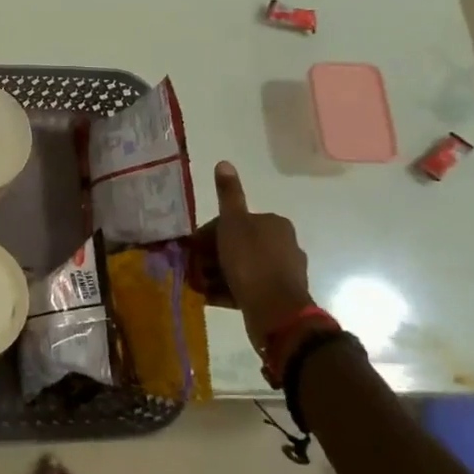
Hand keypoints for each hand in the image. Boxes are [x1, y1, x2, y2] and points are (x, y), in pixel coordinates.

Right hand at [198, 161, 312, 353]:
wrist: (275, 311)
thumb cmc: (250, 261)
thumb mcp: (233, 222)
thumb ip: (228, 195)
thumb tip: (224, 162)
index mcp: (274, 224)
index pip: (235, 221)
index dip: (209, 232)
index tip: (192, 247)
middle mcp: (283, 245)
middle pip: (237, 244)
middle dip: (211, 255)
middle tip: (191, 267)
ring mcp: (282, 273)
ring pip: (241, 267)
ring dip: (217, 274)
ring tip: (197, 285)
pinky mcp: (278, 296)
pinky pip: (247, 288)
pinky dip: (228, 290)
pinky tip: (209, 297)